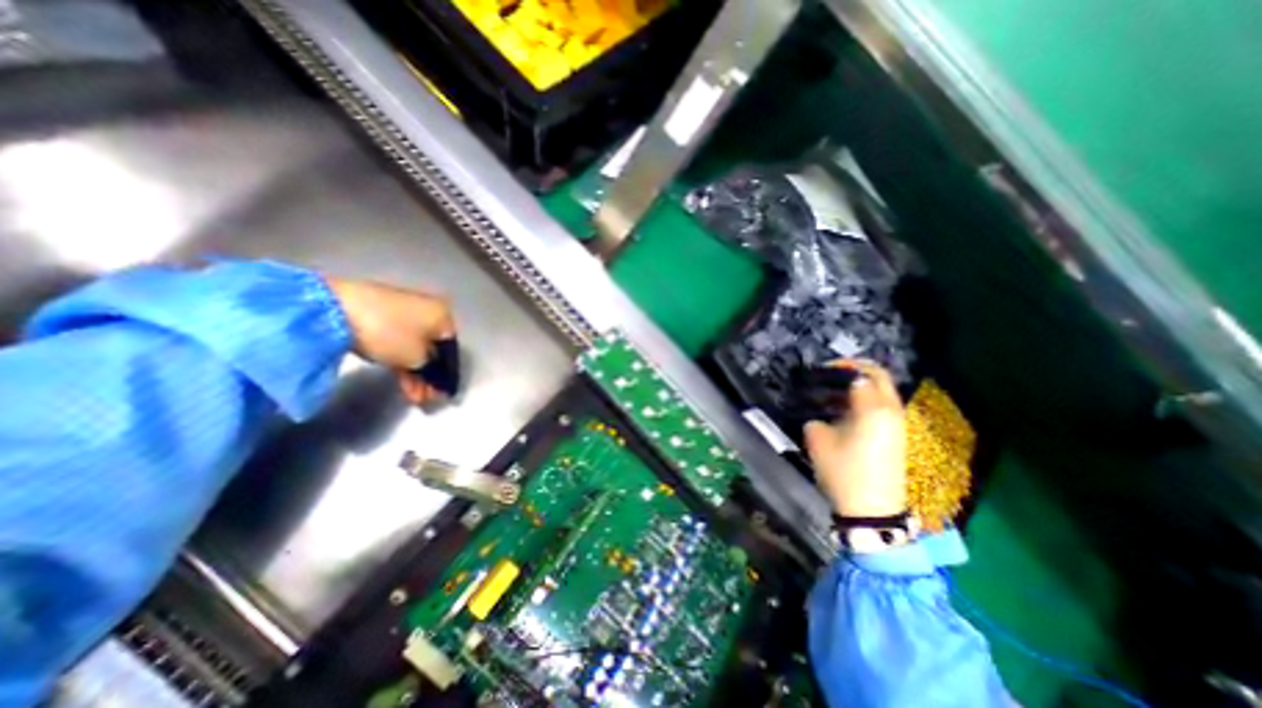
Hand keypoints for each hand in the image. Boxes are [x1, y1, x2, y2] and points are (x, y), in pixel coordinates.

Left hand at [324, 280, 459, 405]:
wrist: (335, 309)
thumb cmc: (389, 333)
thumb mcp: (418, 358)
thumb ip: (432, 369)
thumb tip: (433, 371)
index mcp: (444, 315)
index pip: (451, 350)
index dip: (448, 374)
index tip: (442, 393)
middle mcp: (429, 309)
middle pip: (433, 348)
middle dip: (429, 375)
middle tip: (425, 397)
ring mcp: (403, 310)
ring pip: (415, 346)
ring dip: (415, 371)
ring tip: (412, 394)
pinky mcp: (380, 313)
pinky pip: (399, 340)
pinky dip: (401, 359)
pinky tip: (400, 377)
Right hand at [803, 363, 901, 517]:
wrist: (872, 510)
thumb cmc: (843, 471)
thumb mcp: (818, 439)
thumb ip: (816, 416)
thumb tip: (818, 410)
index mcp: (873, 408)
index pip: (860, 374)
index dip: (840, 367)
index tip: (820, 369)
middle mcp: (891, 410)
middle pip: (880, 376)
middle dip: (856, 368)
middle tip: (832, 372)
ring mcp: (898, 423)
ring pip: (884, 390)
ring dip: (863, 383)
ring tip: (836, 390)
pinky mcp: (897, 435)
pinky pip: (884, 405)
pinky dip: (868, 397)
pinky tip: (846, 408)